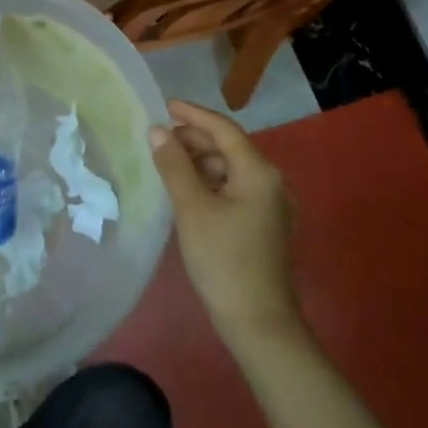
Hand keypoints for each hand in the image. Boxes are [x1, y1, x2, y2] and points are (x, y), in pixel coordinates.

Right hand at [148, 101, 300, 340]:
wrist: (258, 322)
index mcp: (258, 172)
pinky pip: (232, 188)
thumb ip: (174, 166)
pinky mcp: (261, 223)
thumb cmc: (223, 260)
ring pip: (229, 168)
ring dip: (200, 160)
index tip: (165, 105)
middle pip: (228, 147)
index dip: (193, 114)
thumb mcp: (192, 209)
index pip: (223, 129)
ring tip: (167, 161)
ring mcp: (268, 204)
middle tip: (159, 136)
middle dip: (194, 138)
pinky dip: (208, 181)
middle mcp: (269, 181)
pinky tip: (186, 188)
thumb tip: (158, 131)